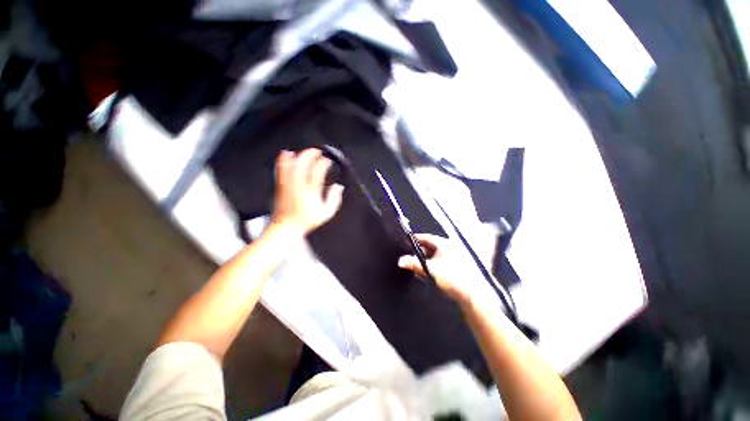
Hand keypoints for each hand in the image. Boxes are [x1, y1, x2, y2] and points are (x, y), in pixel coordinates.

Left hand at [271, 149, 343, 234]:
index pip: (317, 172)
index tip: (327, 161)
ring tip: (305, 152)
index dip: (323, 163)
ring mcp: (288, 185)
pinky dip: (284, 159)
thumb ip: (334, 199)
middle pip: (303, 164)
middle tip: (317, 152)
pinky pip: (281, 169)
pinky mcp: (281, 186)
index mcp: (311, 192)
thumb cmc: (307, 221)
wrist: (286, 227)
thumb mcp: (327, 213)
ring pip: (291, 165)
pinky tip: (287, 153)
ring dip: (299, 155)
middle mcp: (299, 186)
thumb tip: (339, 186)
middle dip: (310, 154)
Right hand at [398, 233, 473, 302]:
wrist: (472, 295)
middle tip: (410, 255)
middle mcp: (450, 247)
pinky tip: (429, 273)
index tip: (406, 241)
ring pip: (436, 255)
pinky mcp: (458, 267)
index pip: (426, 237)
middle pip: (430, 246)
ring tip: (418, 266)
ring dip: (426, 259)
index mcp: (444, 244)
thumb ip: (414, 263)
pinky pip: (441, 262)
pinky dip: (433, 265)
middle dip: (419, 251)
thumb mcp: (430, 269)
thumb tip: (401, 260)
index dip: (415, 239)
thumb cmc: (452, 278)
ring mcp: (455, 257)